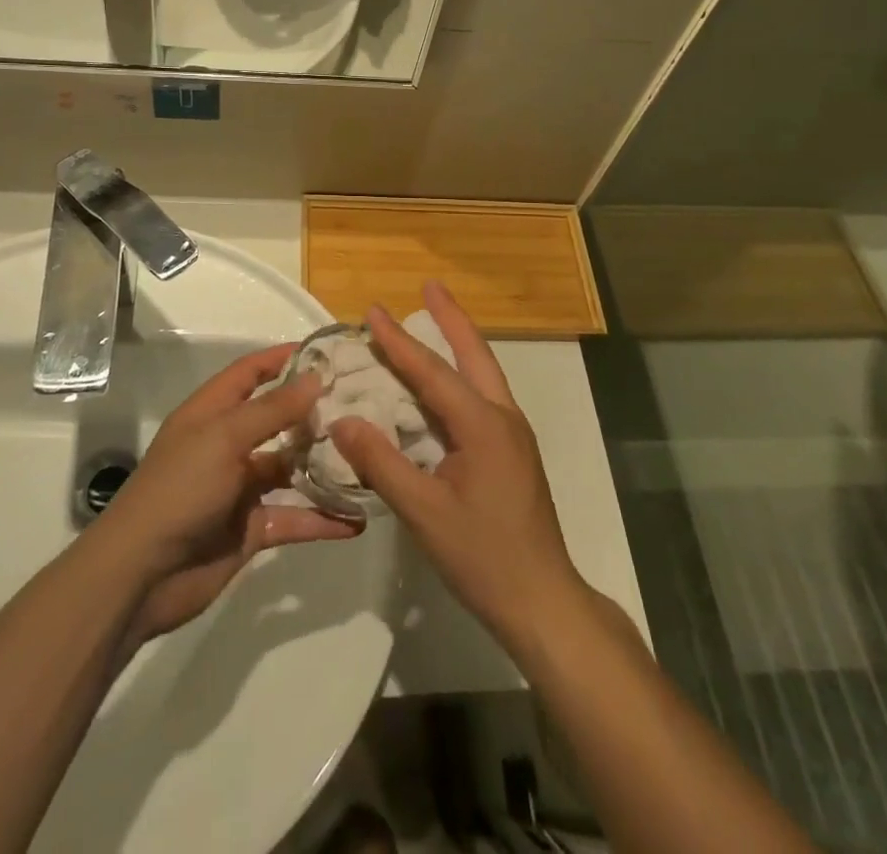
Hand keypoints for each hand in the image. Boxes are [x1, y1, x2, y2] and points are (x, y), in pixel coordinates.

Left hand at [93, 344, 359, 643]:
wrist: (140, 576)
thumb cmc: (180, 490)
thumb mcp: (224, 439)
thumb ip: (272, 410)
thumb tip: (315, 377)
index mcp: (212, 414)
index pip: (250, 372)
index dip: (282, 358)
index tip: (326, 351)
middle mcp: (227, 445)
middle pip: (277, 419)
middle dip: (314, 412)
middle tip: (363, 404)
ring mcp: (240, 488)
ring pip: (290, 469)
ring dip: (324, 465)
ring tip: (368, 458)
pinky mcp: (251, 528)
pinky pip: (293, 516)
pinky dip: (321, 518)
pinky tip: (357, 519)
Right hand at [330, 283, 581, 647]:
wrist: (543, 601)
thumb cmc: (483, 557)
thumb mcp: (424, 513)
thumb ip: (382, 464)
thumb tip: (343, 420)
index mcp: (483, 426)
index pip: (432, 372)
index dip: (398, 341)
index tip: (373, 310)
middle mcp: (503, 418)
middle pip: (474, 354)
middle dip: (450, 317)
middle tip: (429, 286)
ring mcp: (514, 435)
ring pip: (483, 373)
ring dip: (459, 342)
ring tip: (435, 319)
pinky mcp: (514, 452)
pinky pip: (483, 397)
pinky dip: (461, 374)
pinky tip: (444, 385)